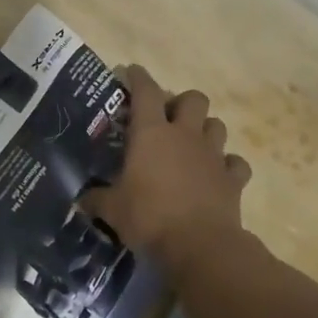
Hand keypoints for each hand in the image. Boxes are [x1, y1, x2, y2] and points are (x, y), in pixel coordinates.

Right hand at [81, 66, 251, 270]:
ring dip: (205, 130)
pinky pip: (235, 163)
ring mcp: (213, 156)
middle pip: (193, 98)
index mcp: (151, 134)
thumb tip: (82, 200)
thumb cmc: (149, 218)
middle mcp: (185, 136)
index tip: (130, 72)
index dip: (138, 77)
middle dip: (181, 103)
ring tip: (191, 144)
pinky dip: (227, 166)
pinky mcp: (233, 179)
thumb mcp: (112, 210)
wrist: (200, 245)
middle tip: (167, 119)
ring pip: (217, 125)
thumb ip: (97, 199)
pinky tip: (216, 175)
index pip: (146, 91)